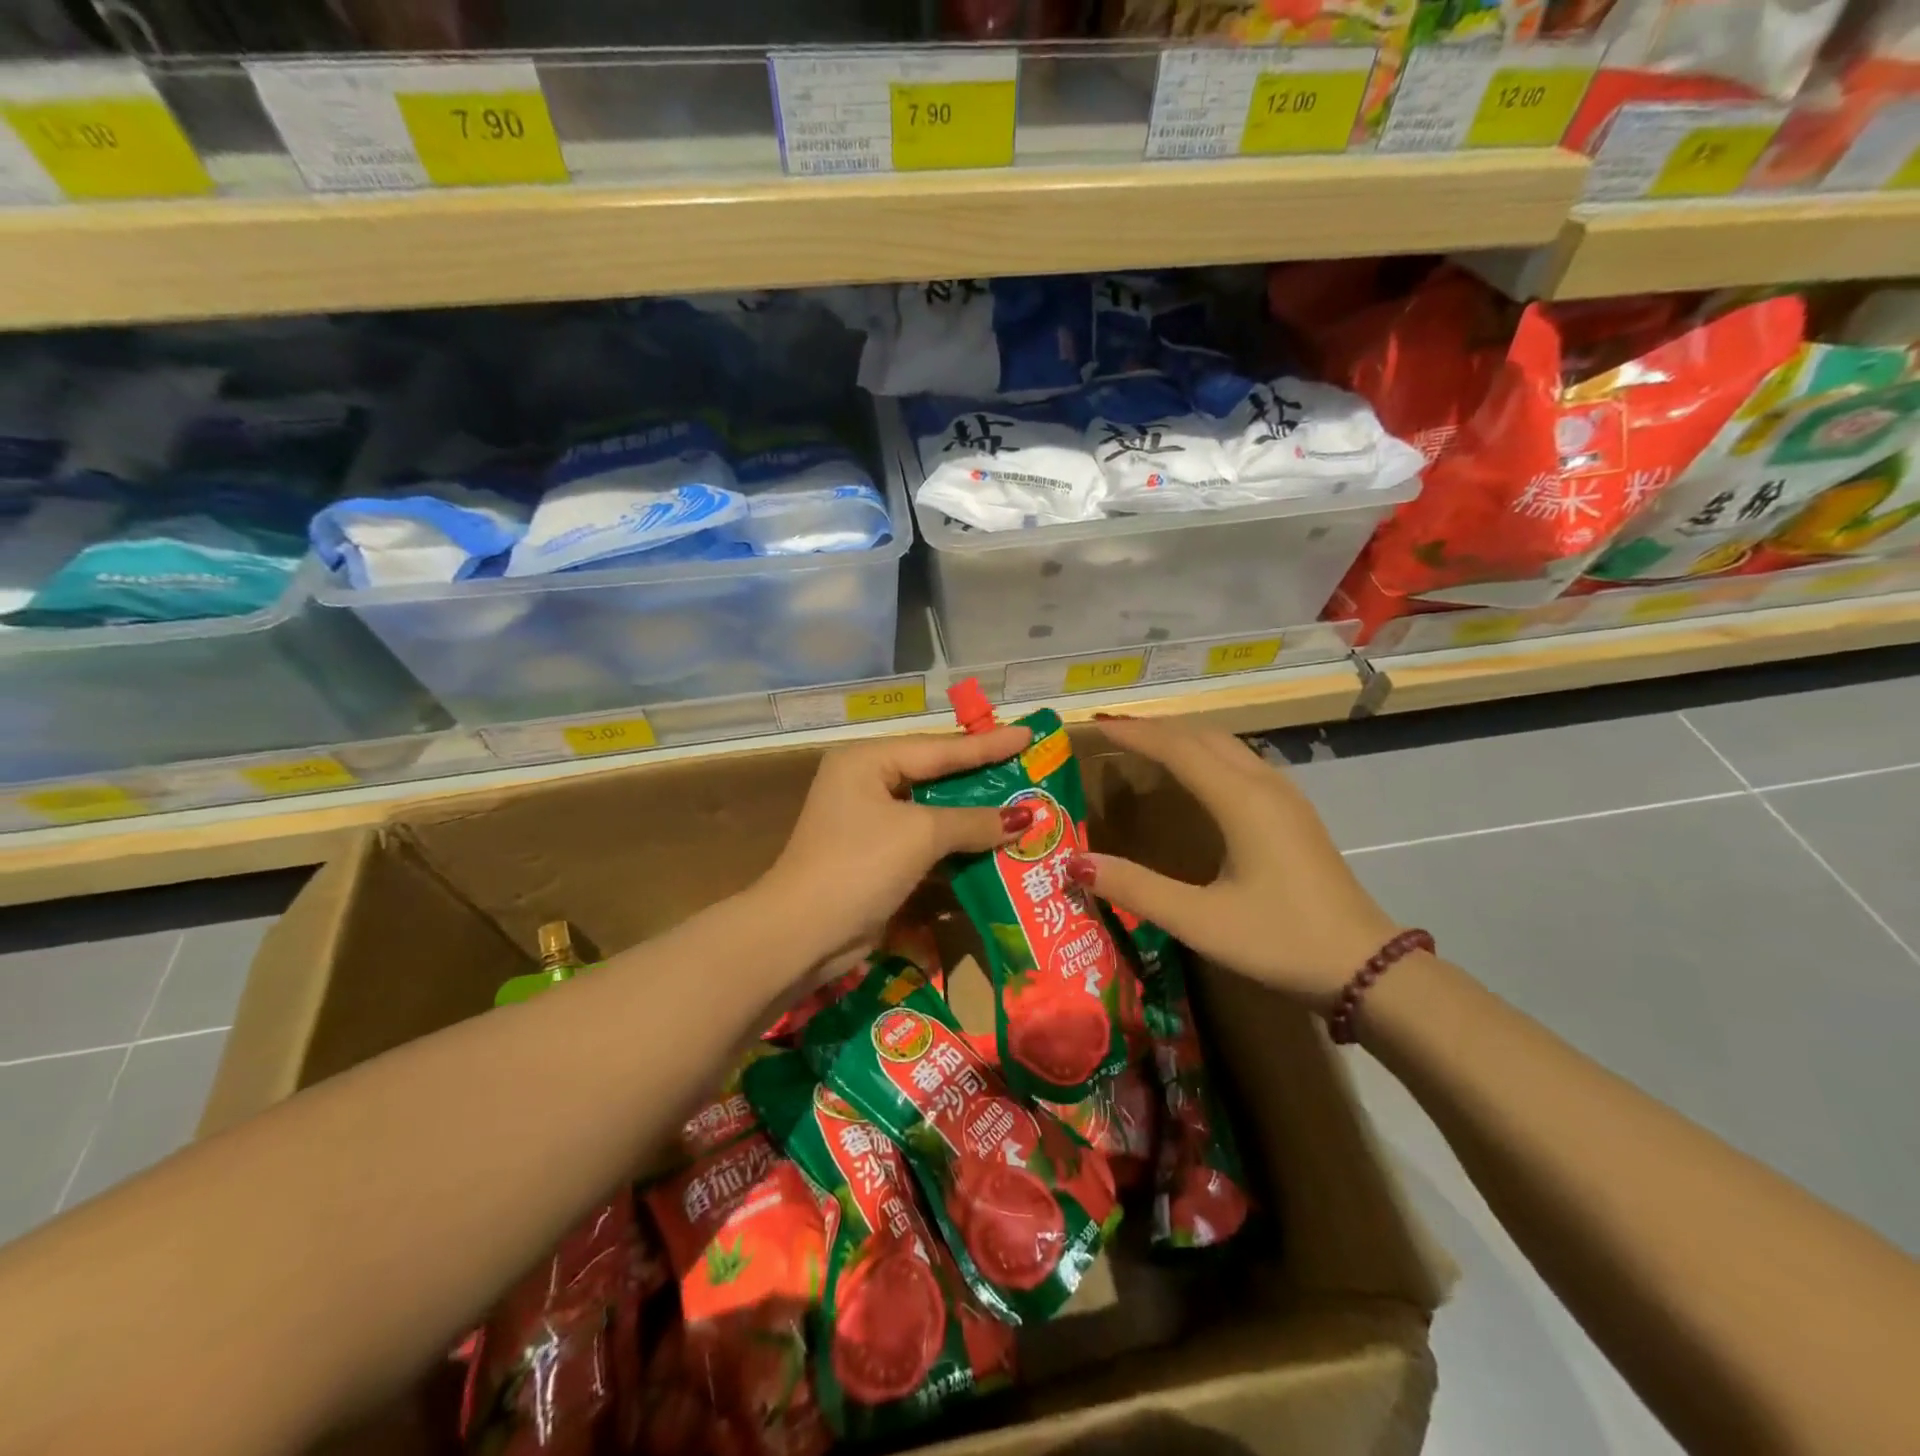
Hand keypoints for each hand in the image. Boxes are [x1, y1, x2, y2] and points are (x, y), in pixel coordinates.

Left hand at [762, 726, 1034, 959]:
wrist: (803, 933)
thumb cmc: (860, 865)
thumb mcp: (921, 835)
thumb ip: (974, 821)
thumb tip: (1026, 817)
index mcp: (867, 761)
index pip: (940, 748)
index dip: (988, 745)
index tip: (1028, 733)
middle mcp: (865, 783)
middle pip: (936, 777)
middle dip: (982, 780)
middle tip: (1028, 769)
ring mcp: (868, 822)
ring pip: (932, 811)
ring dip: (973, 817)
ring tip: (1021, 807)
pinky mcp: (875, 856)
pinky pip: (924, 842)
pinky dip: (955, 845)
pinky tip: (991, 846)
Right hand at [1067, 716, 1400, 1012]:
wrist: (1368, 968)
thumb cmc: (1280, 941)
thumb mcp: (1199, 921)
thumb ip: (1135, 888)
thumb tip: (1074, 862)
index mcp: (1241, 801)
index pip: (1177, 748)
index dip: (1134, 733)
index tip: (1095, 724)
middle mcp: (1264, 785)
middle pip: (1203, 736)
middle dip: (1156, 728)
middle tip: (1112, 732)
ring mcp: (1286, 797)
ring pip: (1227, 745)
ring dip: (1184, 738)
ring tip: (1146, 746)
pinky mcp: (1296, 814)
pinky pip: (1242, 762)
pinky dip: (1207, 754)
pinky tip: (1196, 777)